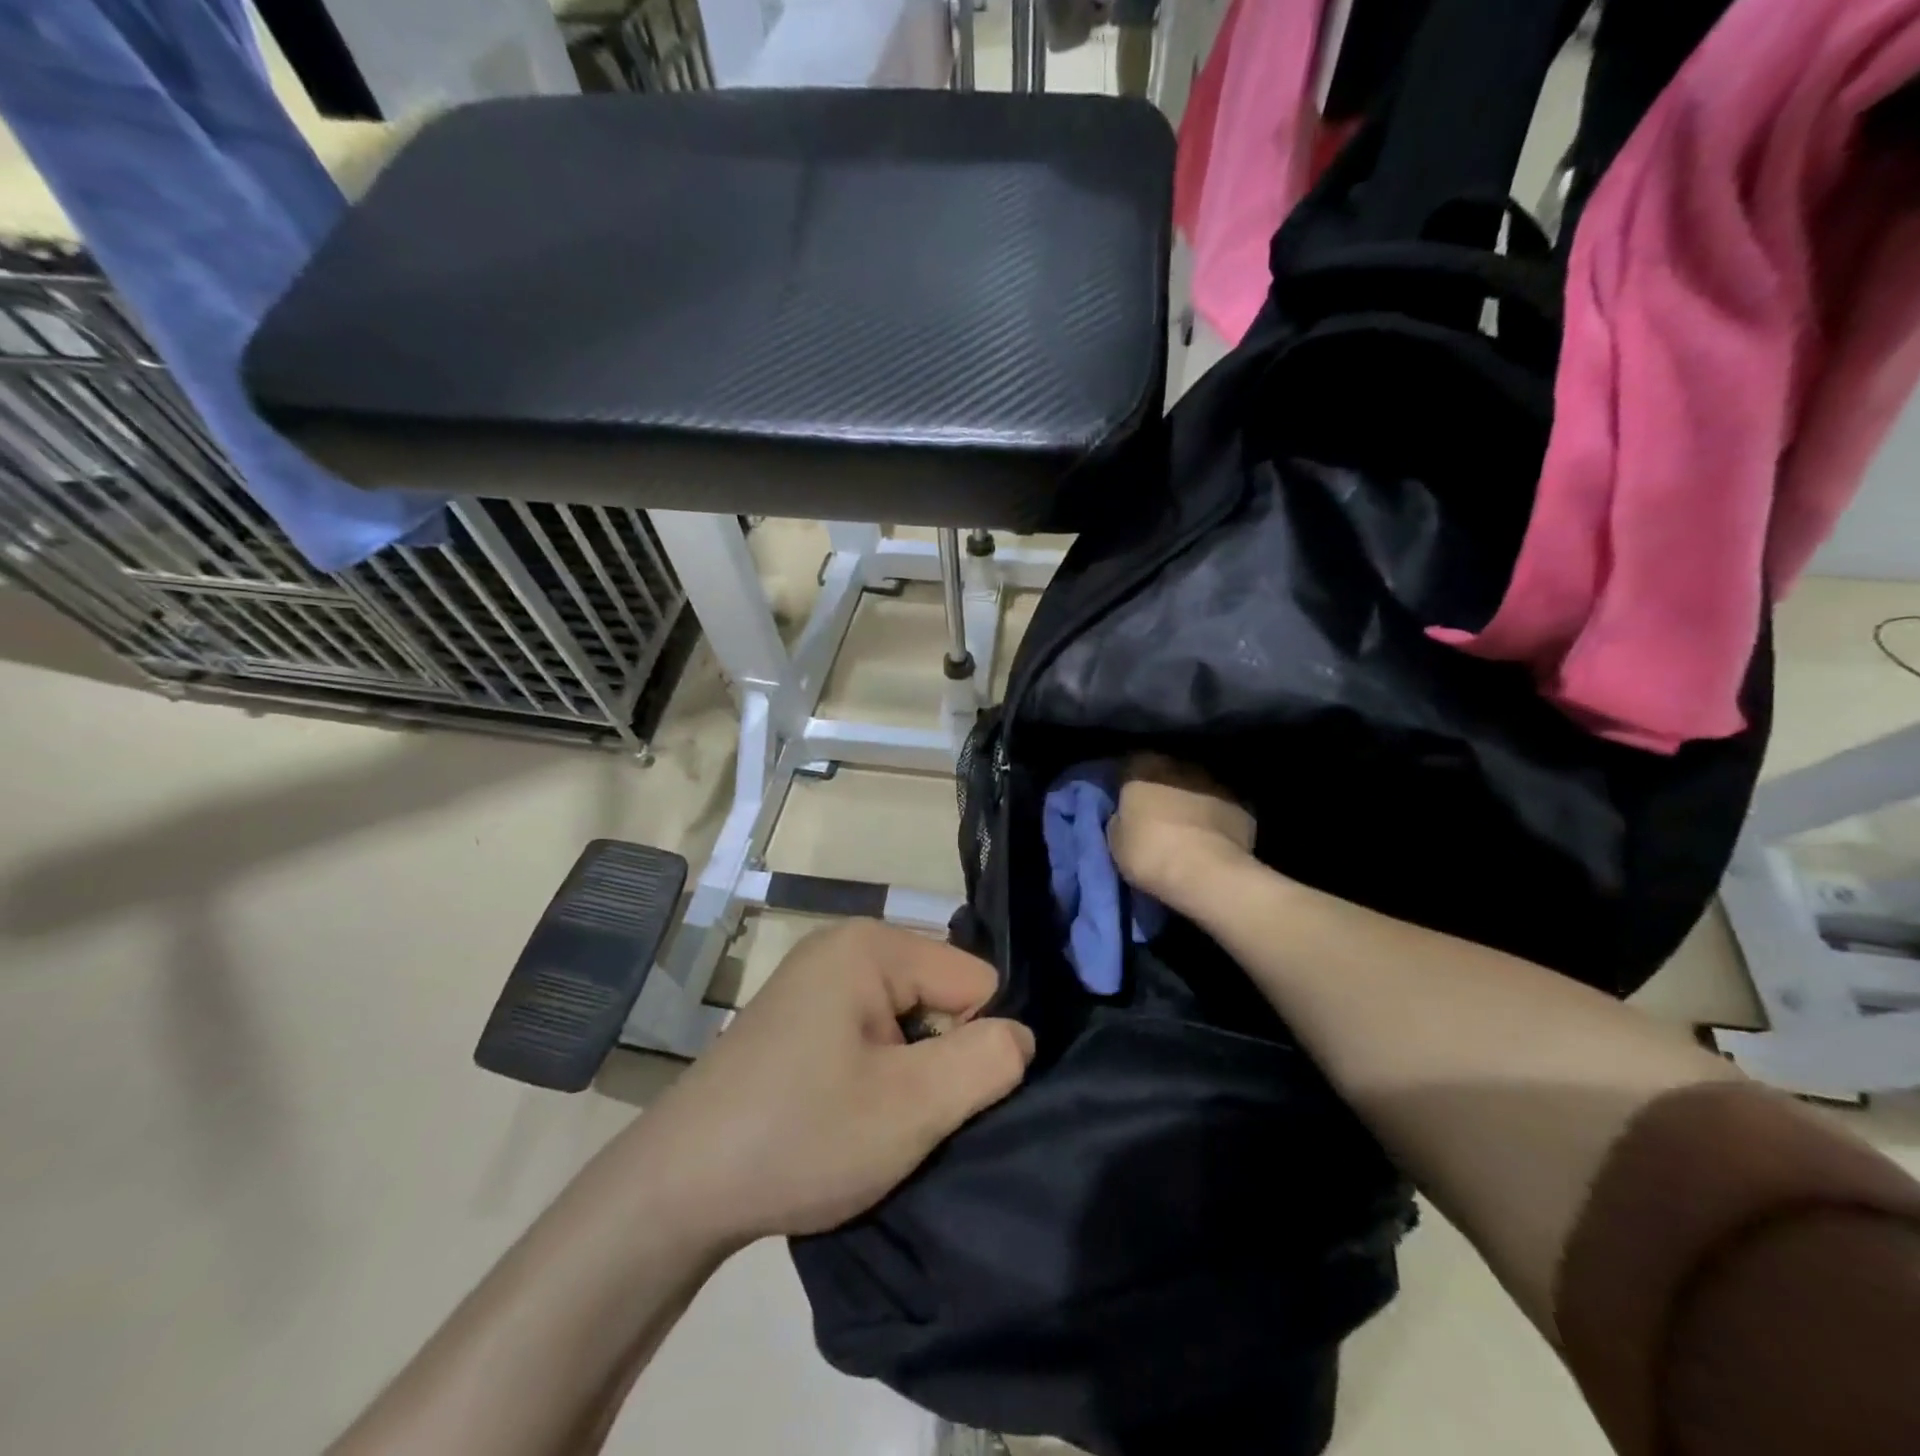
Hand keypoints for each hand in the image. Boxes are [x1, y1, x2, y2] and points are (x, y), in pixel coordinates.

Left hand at [631, 921, 1035, 1245]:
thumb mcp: (911, 1107)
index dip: (976, 1043)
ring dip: (909, 1070)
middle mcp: (845, 944)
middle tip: (904, 1115)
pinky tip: (848, 1112)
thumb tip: (1022, 1035)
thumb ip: (986, 1062)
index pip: (976, 979)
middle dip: (941, 1056)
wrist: (677, 1187)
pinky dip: (877, 1071)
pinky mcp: (801, 1013)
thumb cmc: (801, 1136)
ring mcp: (818, 977)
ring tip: (875, 1119)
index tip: (940, 1100)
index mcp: (872, 945)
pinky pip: (871, 1028)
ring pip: (908, 1016)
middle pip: (941, 993)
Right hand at [1107, 754, 1256, 910]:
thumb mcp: (1115, 839)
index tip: (1129, 804)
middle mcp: (1182, 766)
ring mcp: (1217, 784)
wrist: (1205, 873)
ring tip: (1188, 830)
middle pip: (1169, 774)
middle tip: (1159, 817)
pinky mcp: (1244, 807)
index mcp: (1146, 768)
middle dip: (1165, 791)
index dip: (1131, 785)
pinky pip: (1224, 810)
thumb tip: (1126, 816)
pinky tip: (1213, 841)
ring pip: (1199, 789)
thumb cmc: (1149, 851)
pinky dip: (1218, 821)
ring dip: (1193, 803)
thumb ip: (1121, 818)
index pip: (1133, 766)